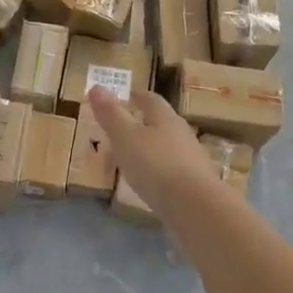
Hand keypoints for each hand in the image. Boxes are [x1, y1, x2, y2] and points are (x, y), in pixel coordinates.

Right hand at [85, 86, 221, 213]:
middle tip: (126, 127)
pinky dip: (159, 171)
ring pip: (169, 147)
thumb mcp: (125, 137)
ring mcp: (192, 161)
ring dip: (153, 148)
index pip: (152, 100)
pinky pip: (173, 171)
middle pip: (163, 123)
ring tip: (134, 156)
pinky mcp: (195, 185)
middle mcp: (182, 135)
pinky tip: (150, 182)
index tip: (128, 95)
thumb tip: (96, 86)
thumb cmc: (156, 165)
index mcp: (165, 119)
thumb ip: (111, 114)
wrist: (195, 207)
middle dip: (145, 123)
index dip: (138, 97)